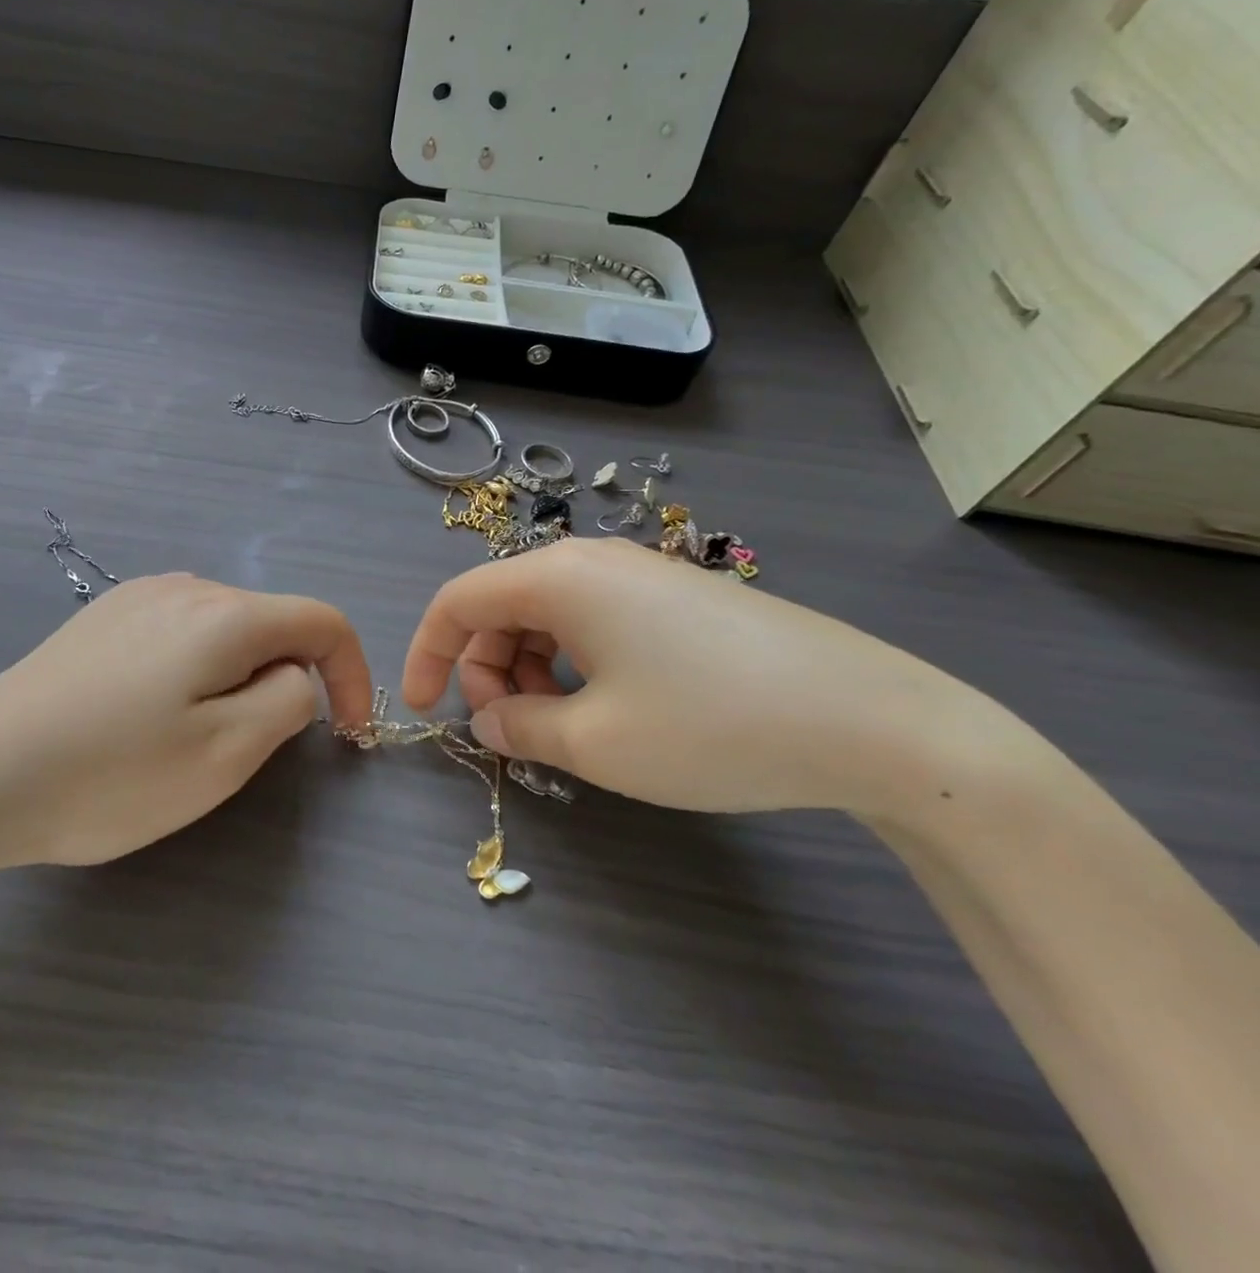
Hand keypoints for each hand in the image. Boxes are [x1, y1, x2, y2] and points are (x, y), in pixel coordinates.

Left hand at [0, 575, 371, 881]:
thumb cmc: (111, 773)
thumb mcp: (226, 753)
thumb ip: (288, 701)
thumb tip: (295, 675)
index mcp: (225, 614)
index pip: (323, 621)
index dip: (353, 673)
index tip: (346, 734)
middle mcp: (185, 587)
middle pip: (272, 623)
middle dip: (286, 681)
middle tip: (248, 750)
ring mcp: (137, 597)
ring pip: (224, 629)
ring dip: (238, 677)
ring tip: (191, 737)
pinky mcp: (103, 618)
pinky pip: (179, 633)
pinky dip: (195, 670)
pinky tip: (147, 715)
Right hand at [401, 539, 1024, 816]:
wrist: (875, 722)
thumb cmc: (711, 726)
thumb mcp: (595, 743)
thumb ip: (519, 728)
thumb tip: (489, 720)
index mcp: (558, 577)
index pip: (458, 600)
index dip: (428, 654)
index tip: (427, 711)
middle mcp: (591, 559)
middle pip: (502, 606)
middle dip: (487, 668)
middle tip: (513, 732)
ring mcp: (640, 573)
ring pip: (549, 614)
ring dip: (531, 668)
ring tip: (566, 727)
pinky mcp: (677, 596)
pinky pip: (595, 619)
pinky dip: (575, 662)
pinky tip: (611, 706)